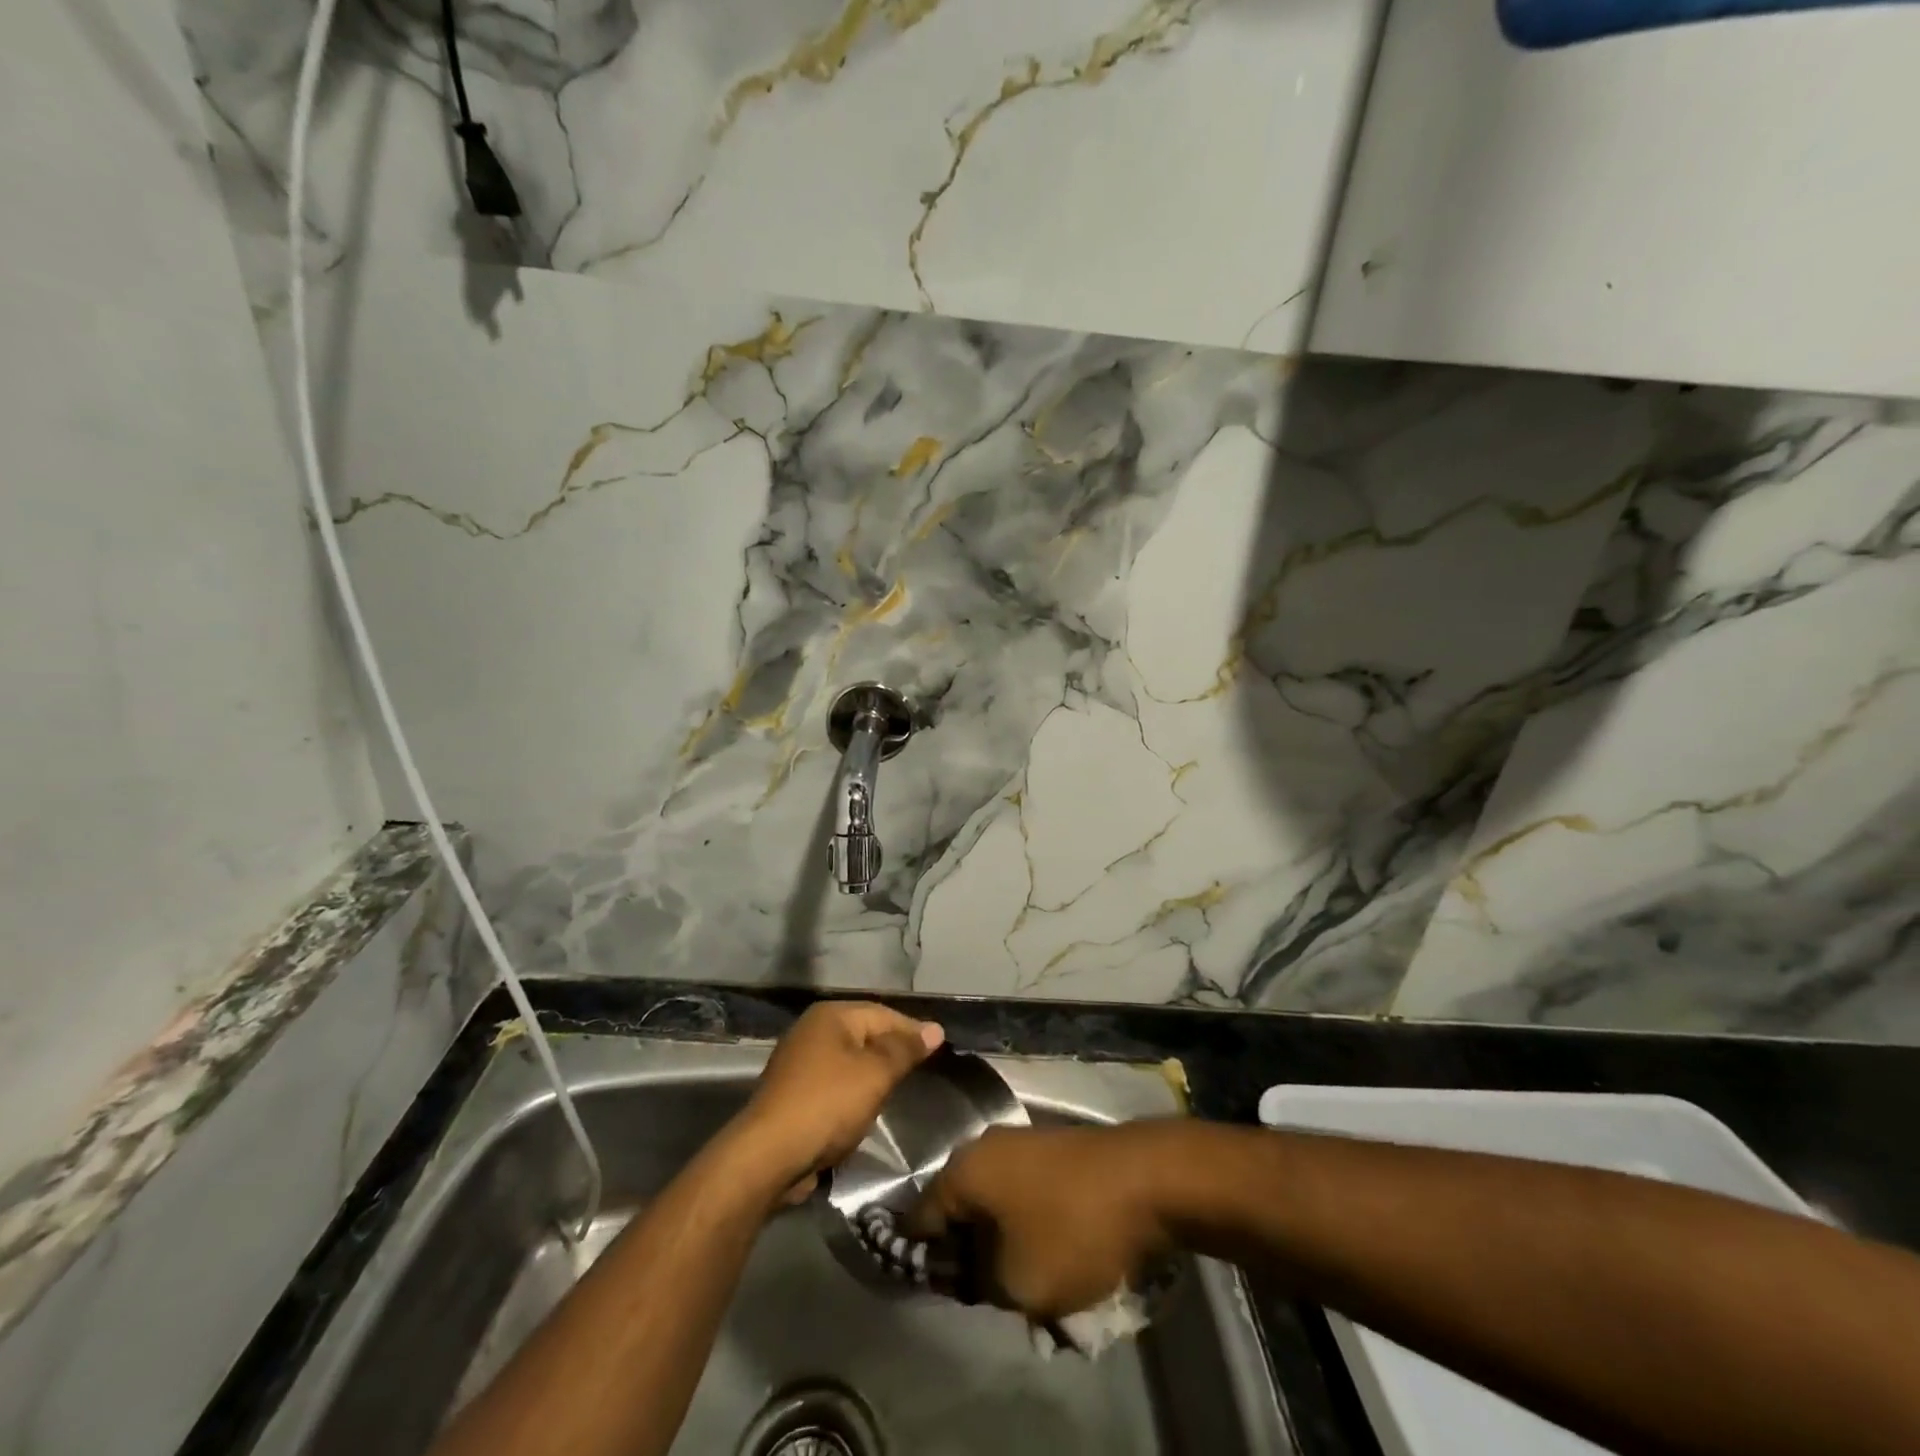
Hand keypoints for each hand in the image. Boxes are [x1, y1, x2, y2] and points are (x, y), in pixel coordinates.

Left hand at [729, 1001, 942, 1199]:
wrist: (769, 1155)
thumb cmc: (828, 1104)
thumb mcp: (875, 1074)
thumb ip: (905, 1050)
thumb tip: (935, 1029)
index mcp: (830, 1016)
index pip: (883, 1013)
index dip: (912, 1030)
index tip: (939, 1049)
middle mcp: (811, 1031)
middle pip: (864, 1035)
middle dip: (892, 1052)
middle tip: (922, 1071)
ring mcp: (797, 1063)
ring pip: (848, 1062)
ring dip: (871, 1075)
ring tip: (897, 1092)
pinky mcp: (792, 1095)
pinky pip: (833, 1085)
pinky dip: (851, 1094)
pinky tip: (864, 1111)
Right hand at [905, 1123, 1179, 1319]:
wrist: (1145, 1179)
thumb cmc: (1071, 1229)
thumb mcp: (1017, 1283)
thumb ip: (979, 1282)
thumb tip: (970, 1270)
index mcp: (962, 1169)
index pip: (919, 1219)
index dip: (923, 1261)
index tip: (939, 1294)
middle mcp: (984, 1145)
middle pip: (958, 1206)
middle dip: (967, 1250)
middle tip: (985, 1292)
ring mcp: (1020, 1141)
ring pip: (994, 1200)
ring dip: (1000, 1238)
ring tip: (1022, 1278)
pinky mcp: (1051, 1148)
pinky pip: (1022, 1190)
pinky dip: (1026, 1221)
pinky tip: (1047, 1250)